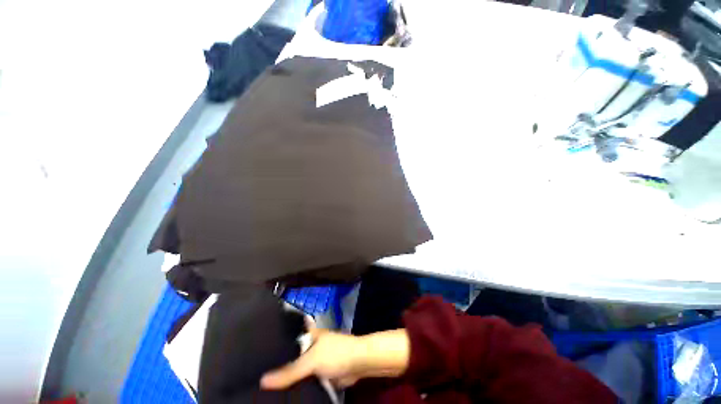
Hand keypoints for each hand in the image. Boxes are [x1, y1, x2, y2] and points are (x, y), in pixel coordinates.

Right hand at [260, 326, 409, 389]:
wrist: (358, 363)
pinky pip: (303, 379)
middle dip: (277, 363)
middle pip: (290, 355)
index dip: (273, 343)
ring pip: (296, 368)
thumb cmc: (336, 353)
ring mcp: (315, 360)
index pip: (287, 337)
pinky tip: (281, 392)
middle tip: (254, 373)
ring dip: (286, 376)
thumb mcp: (312, 360)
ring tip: (262, 385)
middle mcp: (310, 345)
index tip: (256, 352)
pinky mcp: (320, 373)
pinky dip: (295, 384)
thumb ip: (290, 371)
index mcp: (308, 335)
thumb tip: (262, 380)